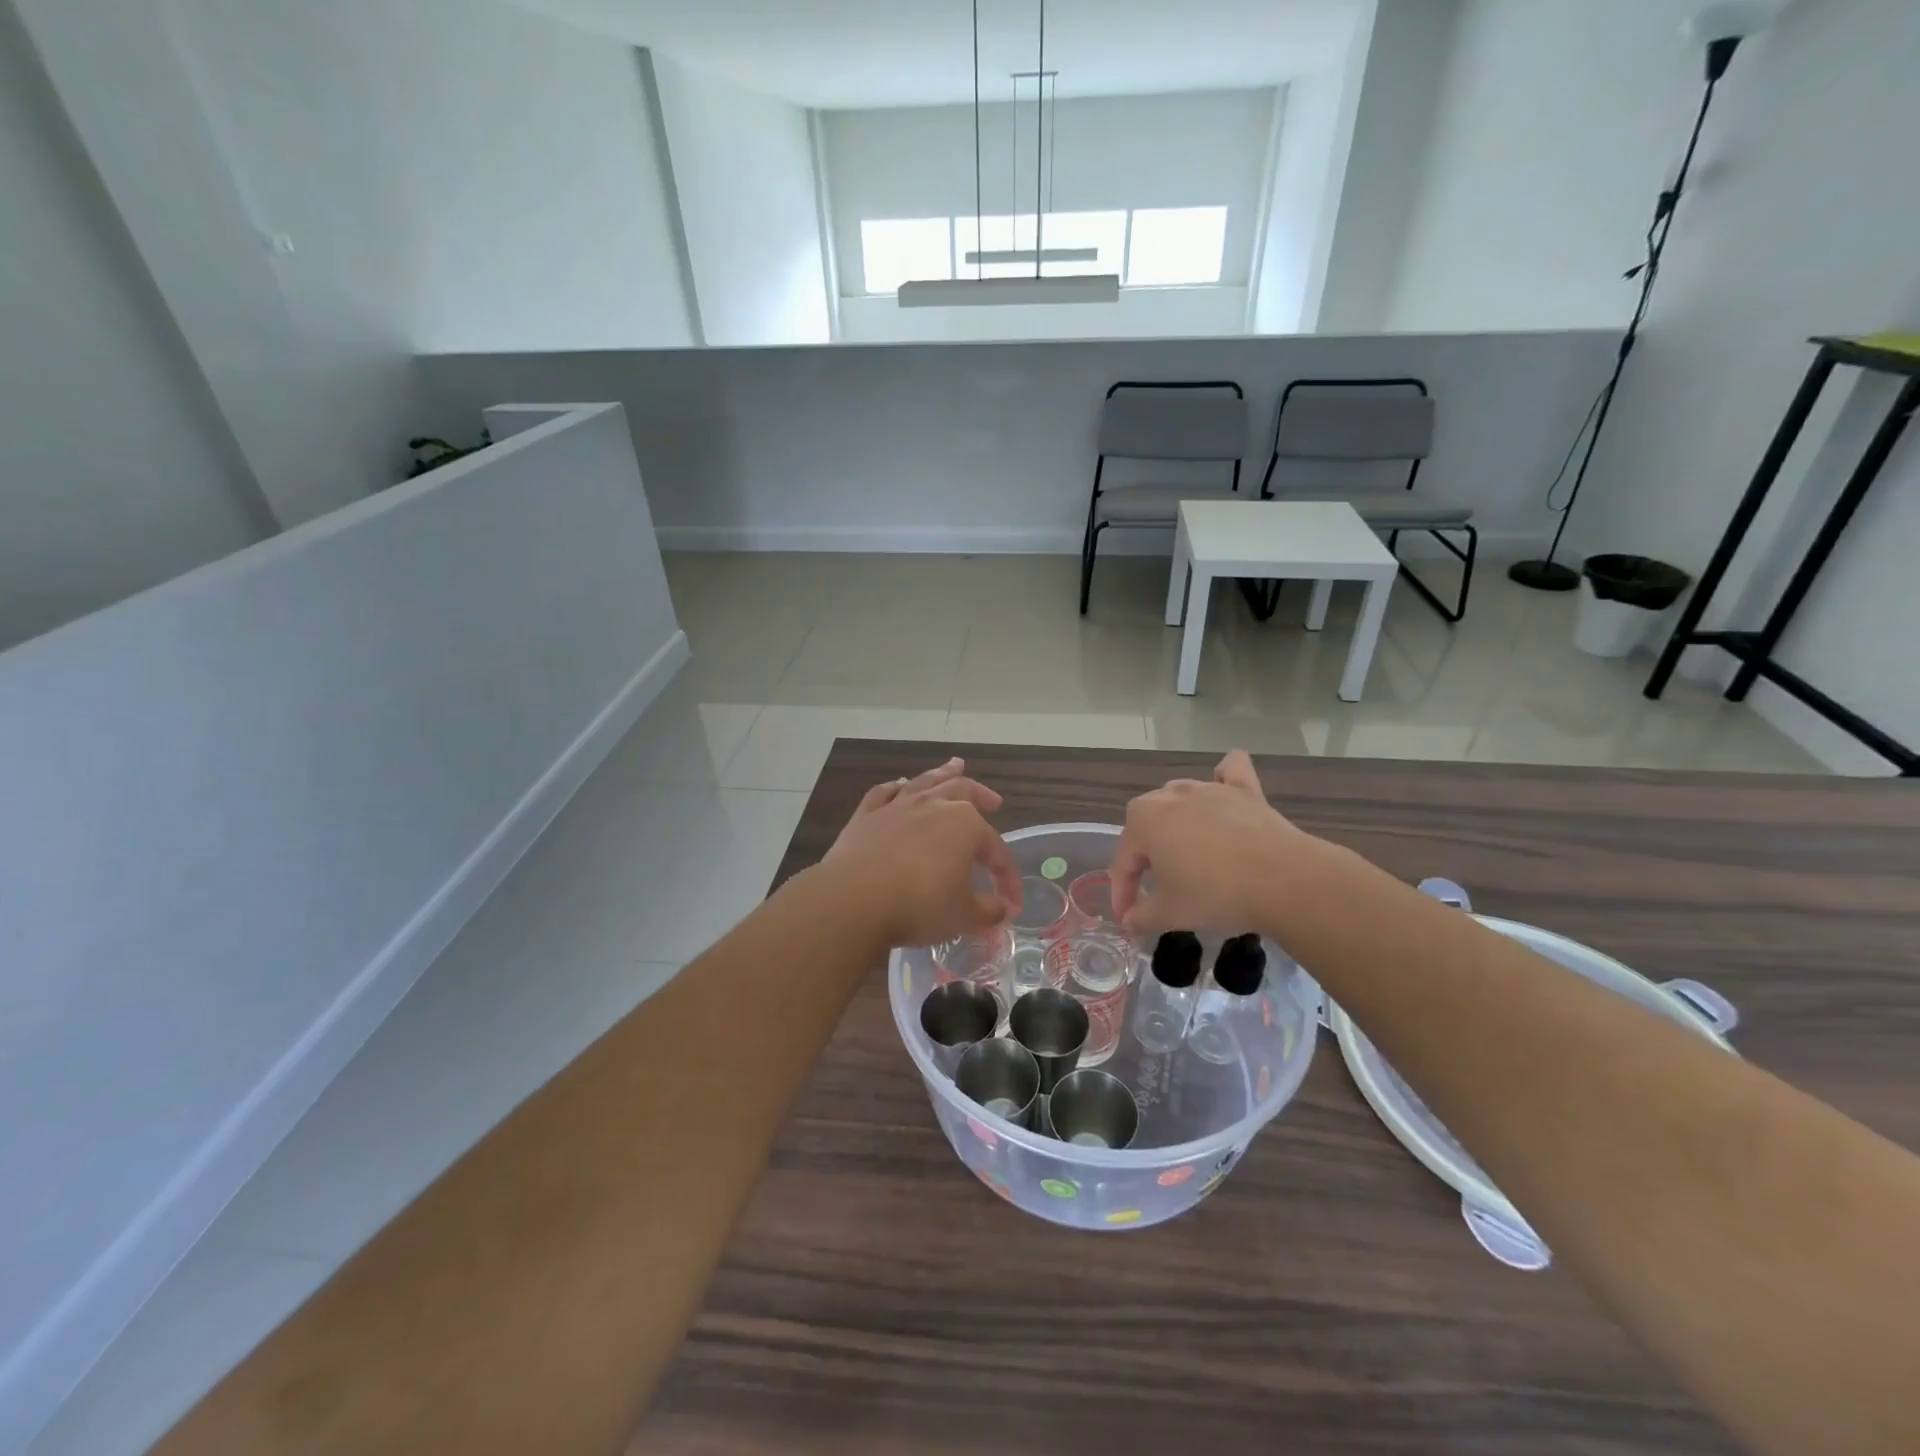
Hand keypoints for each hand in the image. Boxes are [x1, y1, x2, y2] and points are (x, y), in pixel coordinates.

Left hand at [822, 758, 1021, 949]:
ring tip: (955, 766)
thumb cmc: (919, 905)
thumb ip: (988, 911)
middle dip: (982, 796)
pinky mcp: (866, 816)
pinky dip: (896, 788)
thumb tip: (1003, 910)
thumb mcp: (963, 916)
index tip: (1011, 904)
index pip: (997, 851)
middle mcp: (934, 806)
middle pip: (964, 792)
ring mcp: (897, 806)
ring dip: (943, 773)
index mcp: (966, 825)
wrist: (854, 900)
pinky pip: (885, 793)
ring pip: (926, 783)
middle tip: (994, 801)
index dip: (1007, 879)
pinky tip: (899, 786)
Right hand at [1110, 750, 1318, 939]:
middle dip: (1145, 857)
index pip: (1123, 861)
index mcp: (1143, 821)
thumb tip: (1129, 922)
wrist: (1283, 881)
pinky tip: (1223, 790)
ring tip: (1186, 855)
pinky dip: (1223, 779)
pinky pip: (1229, 773)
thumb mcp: (1171, 914)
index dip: (1122, 893)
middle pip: (1146, 825)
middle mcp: (1170, 795)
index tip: (1129, 919)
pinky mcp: (1245, 790)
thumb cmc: (1216, 894)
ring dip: (1175, 823)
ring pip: (1179, 799)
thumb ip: (1142, 917)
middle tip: (1156, 889)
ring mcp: (1209, 788)